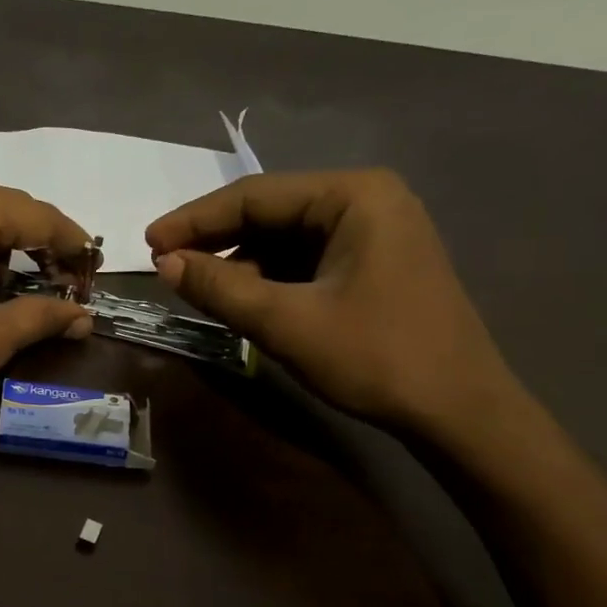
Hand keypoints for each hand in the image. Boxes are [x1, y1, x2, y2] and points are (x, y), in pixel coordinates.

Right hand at [146, 170, 517, 433]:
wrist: (458, 411)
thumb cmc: (376, 358)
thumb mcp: (287, 323)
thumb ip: (221, 288)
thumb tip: (165, 264)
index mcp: (354, 196)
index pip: (255, 195)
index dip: (195, 220)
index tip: (148, 242)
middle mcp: (366, 200)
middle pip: (271, 212)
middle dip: (216, 241)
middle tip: (165, 265)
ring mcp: (374, 232)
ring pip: (285, 238)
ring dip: (239, 262)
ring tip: (196, 287)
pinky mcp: (373, 263)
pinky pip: (305, 260)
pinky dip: (268, 278)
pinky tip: (241, 298)